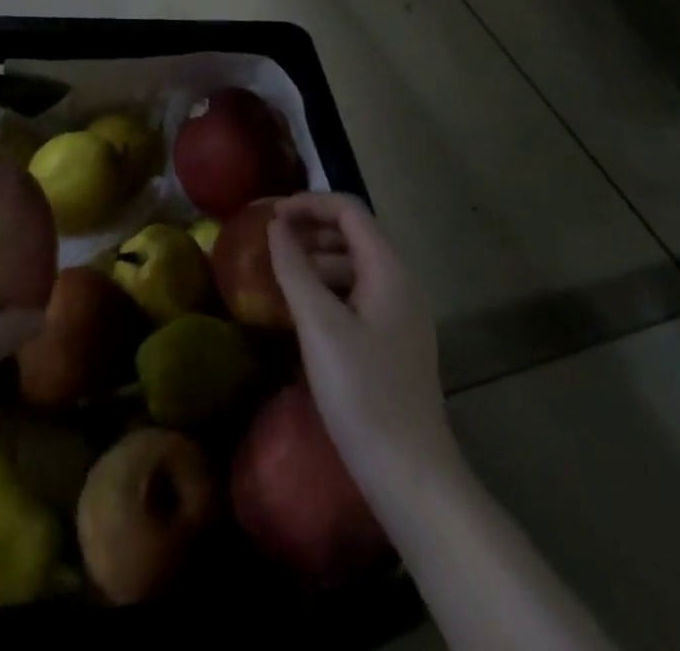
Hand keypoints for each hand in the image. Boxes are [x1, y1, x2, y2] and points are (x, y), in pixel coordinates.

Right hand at [267, 193, 454, 495]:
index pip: (348, 210)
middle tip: (269, 243)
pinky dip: (327, 289)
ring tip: (278, 275)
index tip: (270, 217)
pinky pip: (356, 296)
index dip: (308, 203)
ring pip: (353, 266)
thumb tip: (275, 226)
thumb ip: (294, 269)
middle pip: (353, 234)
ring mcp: (399, 315)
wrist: (410, 476)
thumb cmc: (362, 392)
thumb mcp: (319, 325)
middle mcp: (400, 283)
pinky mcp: (392, 342)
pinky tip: (301, 310)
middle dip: (310, 229)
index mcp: (389, 270)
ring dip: (316, 260)